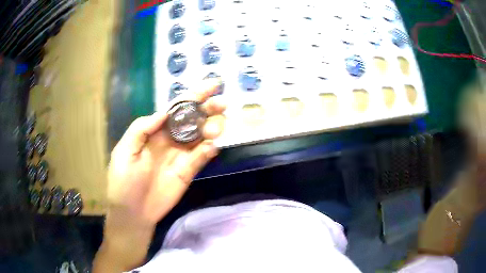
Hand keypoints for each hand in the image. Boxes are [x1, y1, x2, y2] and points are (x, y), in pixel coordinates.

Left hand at [107, 78, 225, 223]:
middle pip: (194, 118)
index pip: (177, 108)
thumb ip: (141, 129)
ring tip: (214, 130)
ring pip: (202, 135)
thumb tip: (163, 113)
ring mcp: (182, 155)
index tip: (212, 86)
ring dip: (212, 127)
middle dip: (209, 109)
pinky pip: (202, 156)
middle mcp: (171, 139)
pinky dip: (210, 149)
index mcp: (155, 131)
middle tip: (221, 105)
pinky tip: (211, 146)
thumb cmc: (123, 180)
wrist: (132, 211)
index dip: (194, 95)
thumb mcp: (124, 151)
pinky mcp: (189, 171)